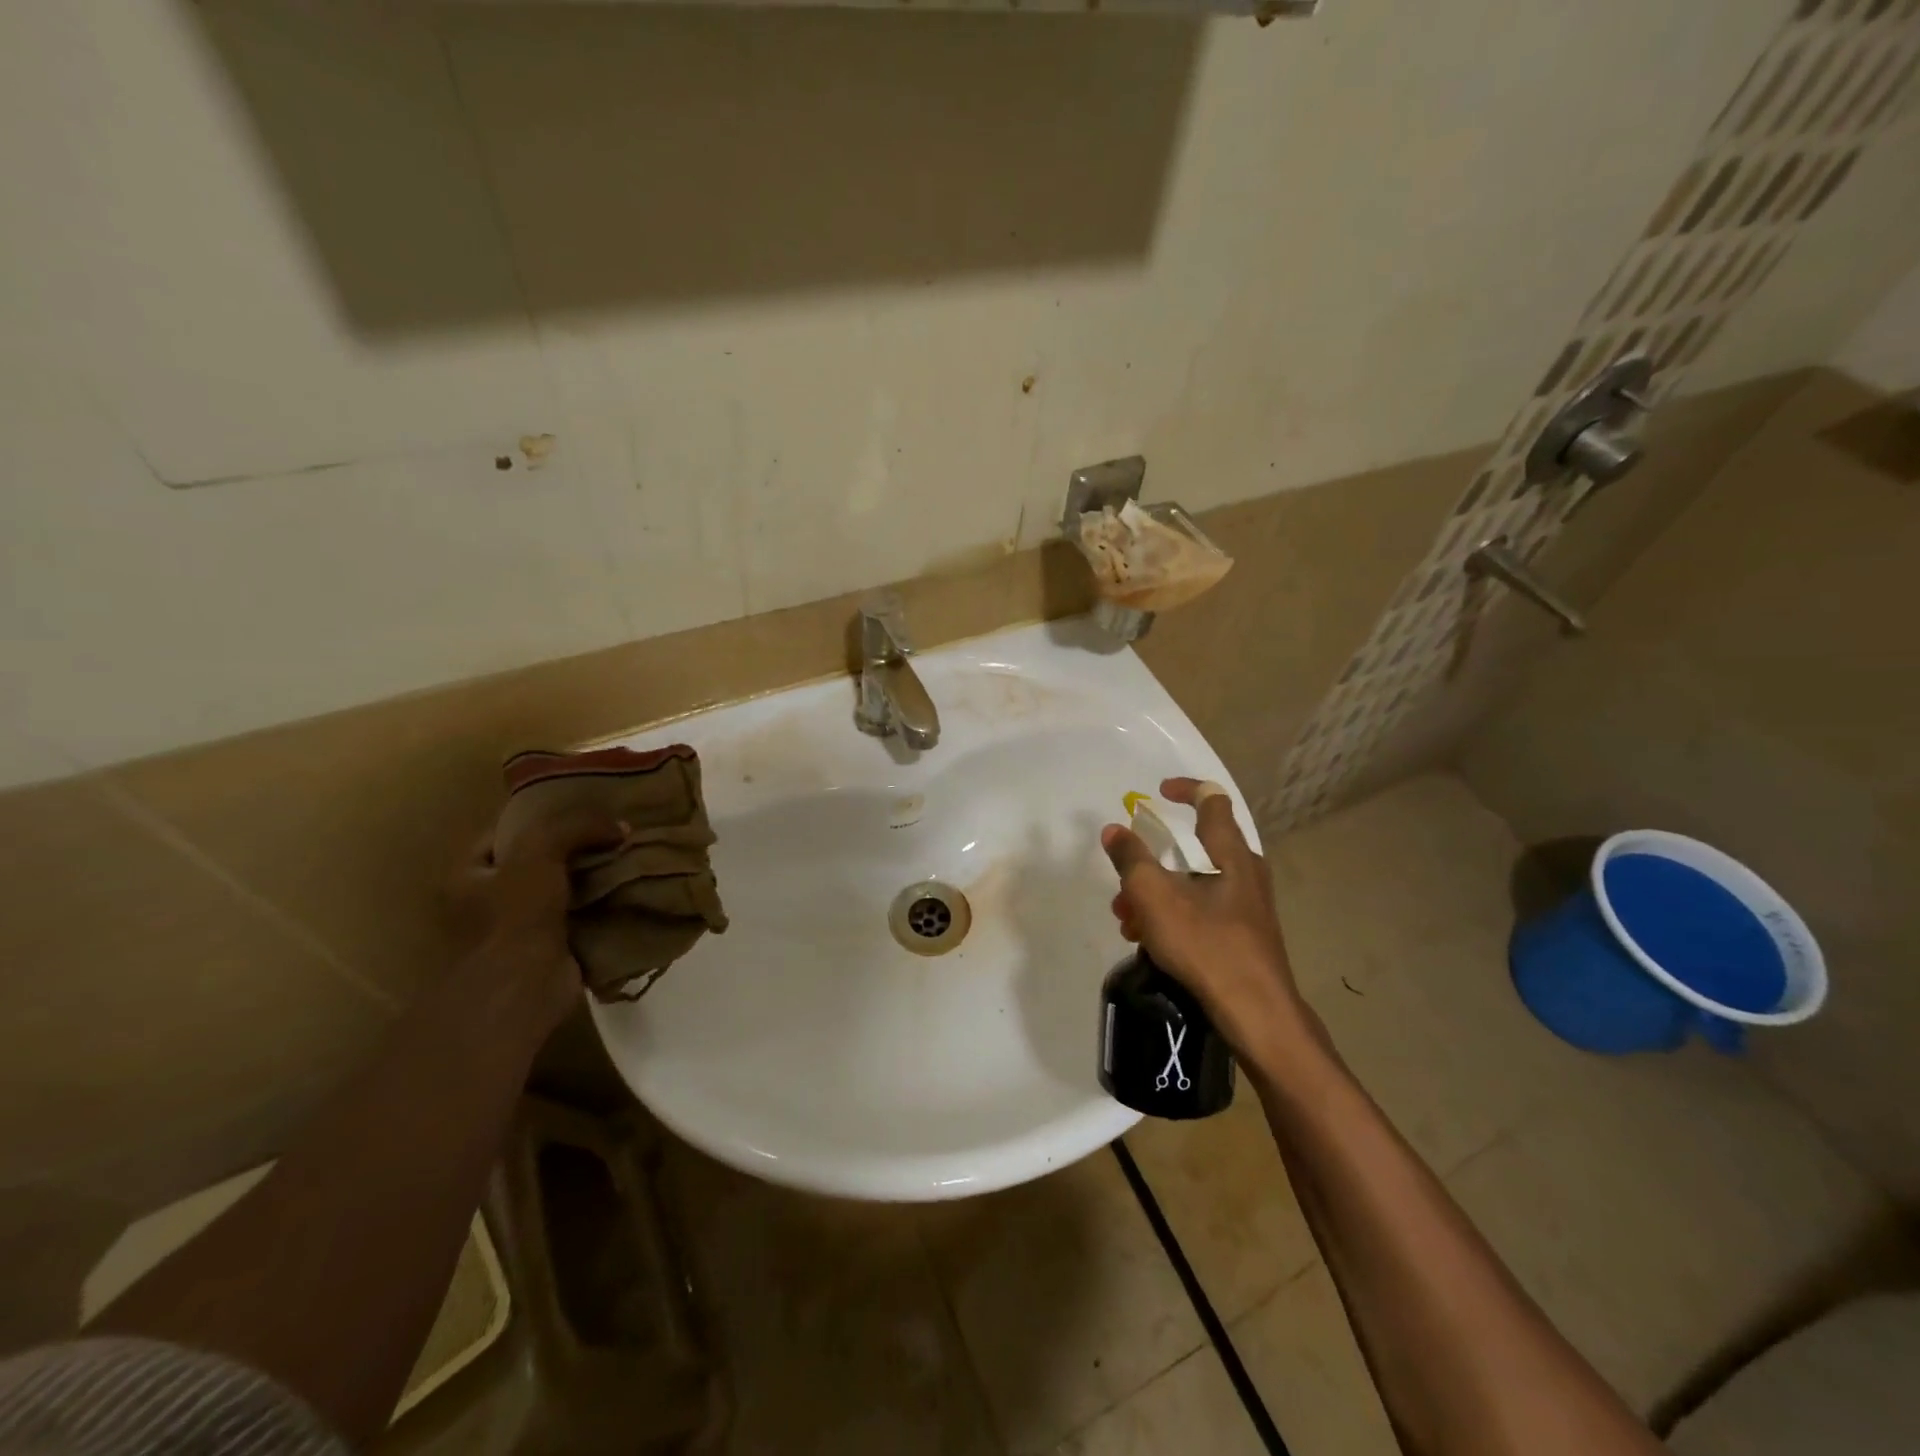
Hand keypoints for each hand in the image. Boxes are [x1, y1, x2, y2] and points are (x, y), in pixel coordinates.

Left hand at [448, 810, 626, 1034]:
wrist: (523, 991)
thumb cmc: (514, 918)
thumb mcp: (539, 852)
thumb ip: (575, 826)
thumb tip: (621, 826)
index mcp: (466, 874)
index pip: (507, 829)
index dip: (545, 814)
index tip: (587, 807)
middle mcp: (487, 900)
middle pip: (540, 858)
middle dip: (578, 846)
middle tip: (616, 830)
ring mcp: (520, 928)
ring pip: (566, 886)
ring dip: (596, 875)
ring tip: (632, 856)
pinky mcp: (552, 949)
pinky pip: (583, 915)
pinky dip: (605, 904)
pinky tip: (633, 890)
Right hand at [1101, 778, 1305, 1060]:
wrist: (1256, 1014)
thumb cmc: (1206, 944)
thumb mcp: (1154, 897)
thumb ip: (1131, 859)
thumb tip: (1114, 830)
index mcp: (1231, 853)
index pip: (1212, 801)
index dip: (1185, 789)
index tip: (1158, 792)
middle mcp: (1245, 873)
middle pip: (1194, 849)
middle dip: (1152, 861)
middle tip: (1125, 879)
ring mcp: (1248, 907)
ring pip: (1193, 884)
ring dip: (1156, 894)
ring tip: (1126, 919)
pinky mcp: (1245, 936)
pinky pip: (1202, 910)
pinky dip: (1172, 915)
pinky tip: (1148, 942)